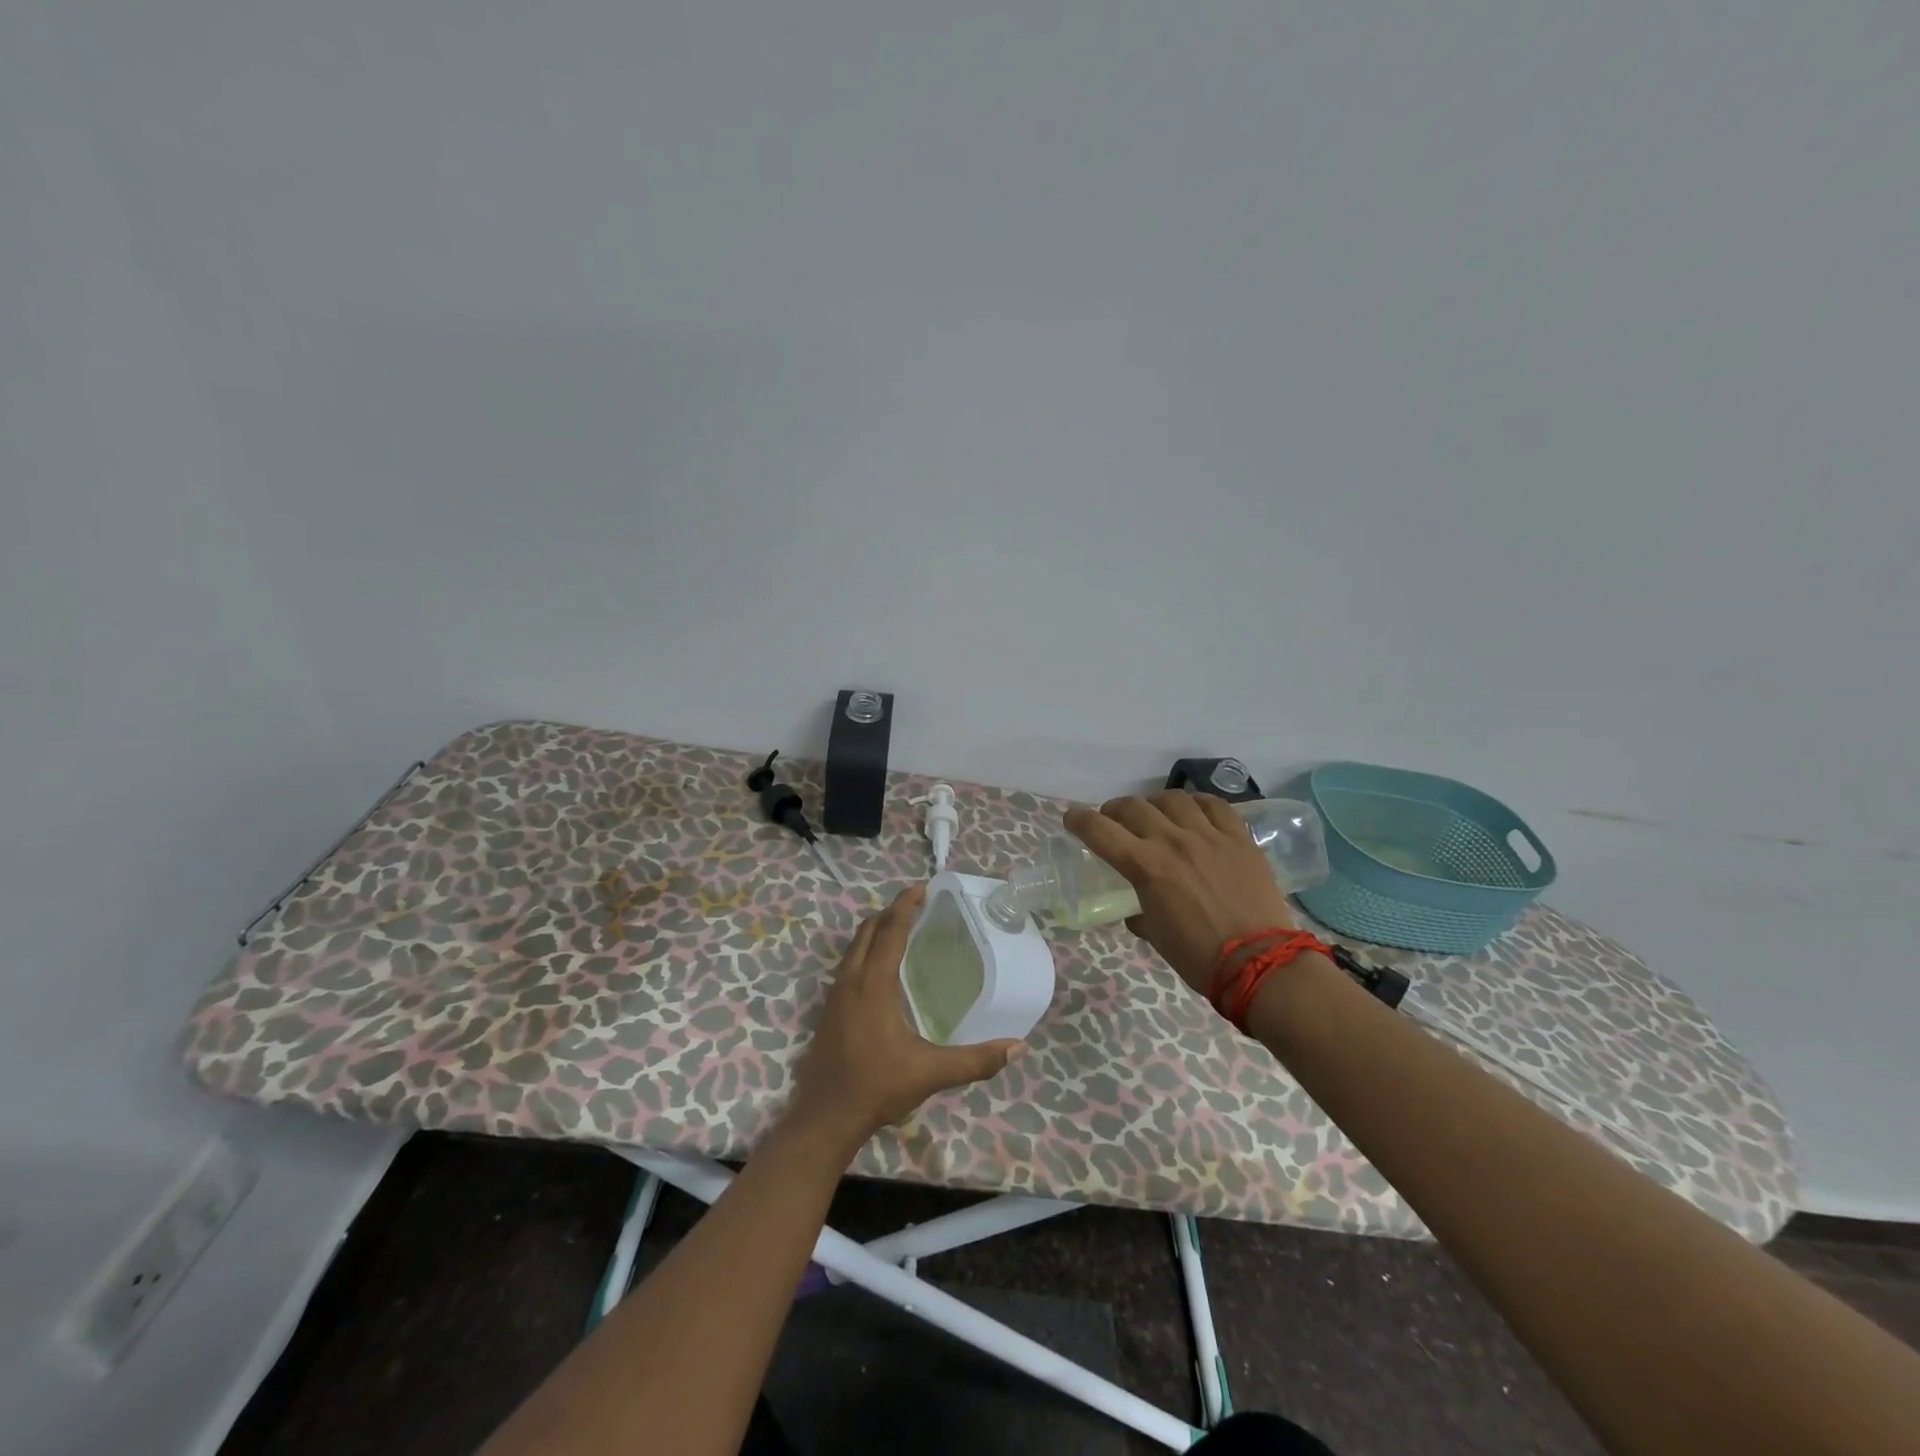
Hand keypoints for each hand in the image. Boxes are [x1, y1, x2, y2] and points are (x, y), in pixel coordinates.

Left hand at [787, 885, 1023, 1152]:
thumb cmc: (876, 1087)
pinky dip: (864, 949)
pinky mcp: (828, 1009)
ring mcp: (835, 995)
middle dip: (890, 912)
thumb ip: (975, 1060)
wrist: (824, 1118)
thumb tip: (1018, 1047)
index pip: (890, 932)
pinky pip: (847, 964)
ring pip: (853, 946)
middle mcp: (851, 981)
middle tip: (916, 903)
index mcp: (873, 985)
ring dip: (875, 929)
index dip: (905, 906)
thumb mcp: (931, 1073)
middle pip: (867, 931)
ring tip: (899, 926)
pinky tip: (879, 967)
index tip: (922, 888)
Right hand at [1064, 792, 1297, 997]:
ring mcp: (1209, 835)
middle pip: (1133, 807)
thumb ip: (1142, 915)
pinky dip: (1197, 804)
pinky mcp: (1239, 838)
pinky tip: (1194, 812)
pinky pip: (1215, 806)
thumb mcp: (1157, 936)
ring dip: (1155, 803)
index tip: (1072, 818)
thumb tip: (1137, 913)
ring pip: (1173, 799)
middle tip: (1114, 820)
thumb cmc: (1199, 956)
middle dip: (1115, 810)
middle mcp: (1173, 841)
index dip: (1079, 820)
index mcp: (1146, 866)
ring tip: (1156, 814)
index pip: (1100, 831)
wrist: (1260, 962)